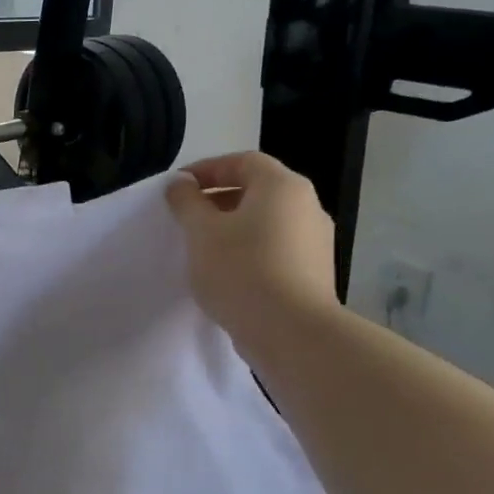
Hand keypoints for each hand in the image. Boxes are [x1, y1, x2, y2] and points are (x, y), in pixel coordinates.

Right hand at [166, 153, 337, 344]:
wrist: (291, 331)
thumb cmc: (241, 270)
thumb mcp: (201, 232)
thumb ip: (187, 202)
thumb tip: (181, 183)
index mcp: (282, 186)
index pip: (242, 161)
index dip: (207, 169)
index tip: (177, 188)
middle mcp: (307, 206)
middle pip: (258, 190)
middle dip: (218, 200)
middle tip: (187, 219)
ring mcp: (316, 241)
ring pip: (267, 223)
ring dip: (234, 228)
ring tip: (204, 250)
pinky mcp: (315, 273)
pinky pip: (277, 250)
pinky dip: (251, 252)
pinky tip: (229, 275)